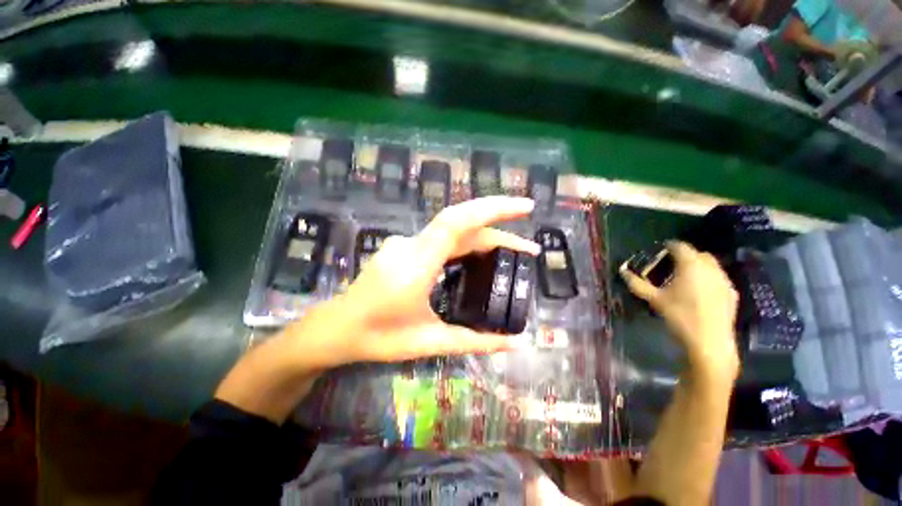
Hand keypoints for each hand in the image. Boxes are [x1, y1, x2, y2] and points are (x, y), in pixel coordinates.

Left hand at [330, 196, 539, 363]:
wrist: (337, 328)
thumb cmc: (379, 338)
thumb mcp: (429, 342)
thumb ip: (474, 342)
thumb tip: (514, 343)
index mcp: (417, 263)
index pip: (458, 222)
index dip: (493, 208)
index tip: (526, 207)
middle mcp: (411, 244)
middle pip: (461, 224)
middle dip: (499, 227)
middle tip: (529, 249)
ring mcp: (405, 243)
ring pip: (452, 231)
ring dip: (484, 236)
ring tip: (512, 252)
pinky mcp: (403, 248)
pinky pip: (441, 239)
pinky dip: (466, 243)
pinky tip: (478, 258)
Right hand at [620, 241, 738, 376]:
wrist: (710, 342)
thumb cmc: (680, 316)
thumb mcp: (654, 299)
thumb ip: (637, 284)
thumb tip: (622, 271)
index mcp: (691, 265)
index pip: (680, 246)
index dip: (668, 246)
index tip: (658, 251)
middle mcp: (711, 268)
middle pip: (697, 254)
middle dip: (684, 256)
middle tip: (669, 265)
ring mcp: (724, 280)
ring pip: (710, 265)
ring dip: (697, 266)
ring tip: (684, 278)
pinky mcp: (732, 293)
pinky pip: (718, 278)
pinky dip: (708, 278)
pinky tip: (699, 292)